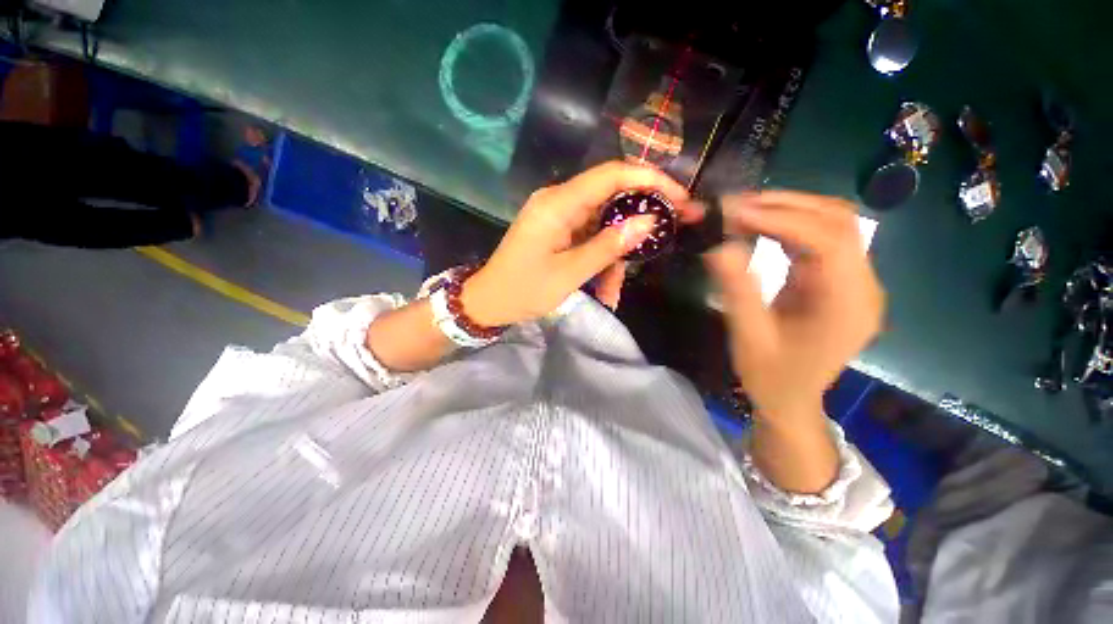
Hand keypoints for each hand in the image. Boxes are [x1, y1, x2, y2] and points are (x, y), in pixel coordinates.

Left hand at [462, 162, 688, 326]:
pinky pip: (590, 236)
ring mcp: (559, 215)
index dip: (649, 180)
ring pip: (603, 222)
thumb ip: (609, 246)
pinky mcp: (558, 229)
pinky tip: (604, 287)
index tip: (679, 197)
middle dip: (641, 216)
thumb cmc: (524, 290)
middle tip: (671, 231)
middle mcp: (559, 200)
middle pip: (611, 195)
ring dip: (616, 252)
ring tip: (615, 288)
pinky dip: (601, 259)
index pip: (611, 175)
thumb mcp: (570, 273)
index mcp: (558, 204)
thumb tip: (649, 221)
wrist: (490, 301)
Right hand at [705, 191, 884, 422]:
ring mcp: (853, 281)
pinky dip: (787, 227)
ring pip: (831, 225)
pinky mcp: (837, 281)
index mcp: (848, 305)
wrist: (791, 400)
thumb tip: (718, 246)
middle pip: (838, 222)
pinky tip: (758, 227)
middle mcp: (862, 286)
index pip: (829, 241)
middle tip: (736, 204)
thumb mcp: (749, 336)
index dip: (783, 219)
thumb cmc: (771, 377)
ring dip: (786, 211)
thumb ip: (738, 290)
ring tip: (743, 210)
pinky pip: (818, 241)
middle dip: (786, 206)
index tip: (736, 212)